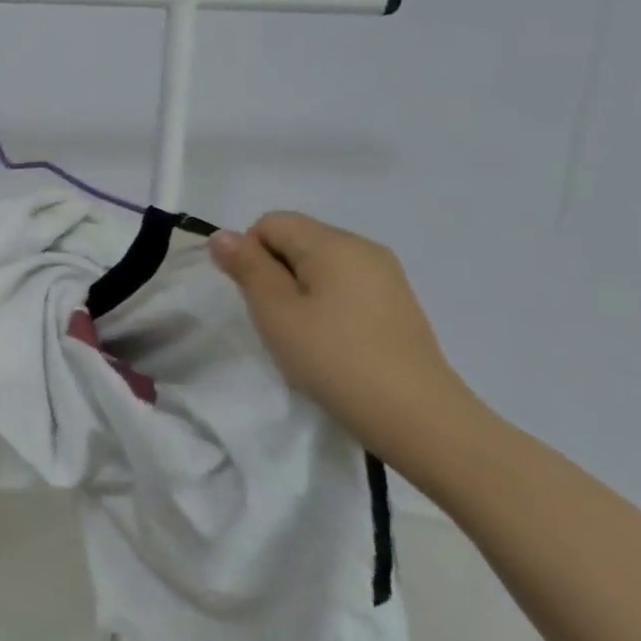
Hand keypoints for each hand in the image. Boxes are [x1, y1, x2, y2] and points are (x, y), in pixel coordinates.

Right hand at [209, 212, 486, 477]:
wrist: (417, 418)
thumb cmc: (334, 358)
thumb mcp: (276, 312)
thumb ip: (247, 267)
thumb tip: (223, 235)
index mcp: (333, 242)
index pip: (271, 222)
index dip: (251, 254)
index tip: (258, 299)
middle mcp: (363, 247)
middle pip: (297, 239)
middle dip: (275, 272)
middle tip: (278, 320)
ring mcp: (386, 275)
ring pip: (320, 264)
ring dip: (299, 290)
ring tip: (305, 335)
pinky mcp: (397, 304)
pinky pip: (345, 285)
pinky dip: (326, 304)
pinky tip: (332, 342)